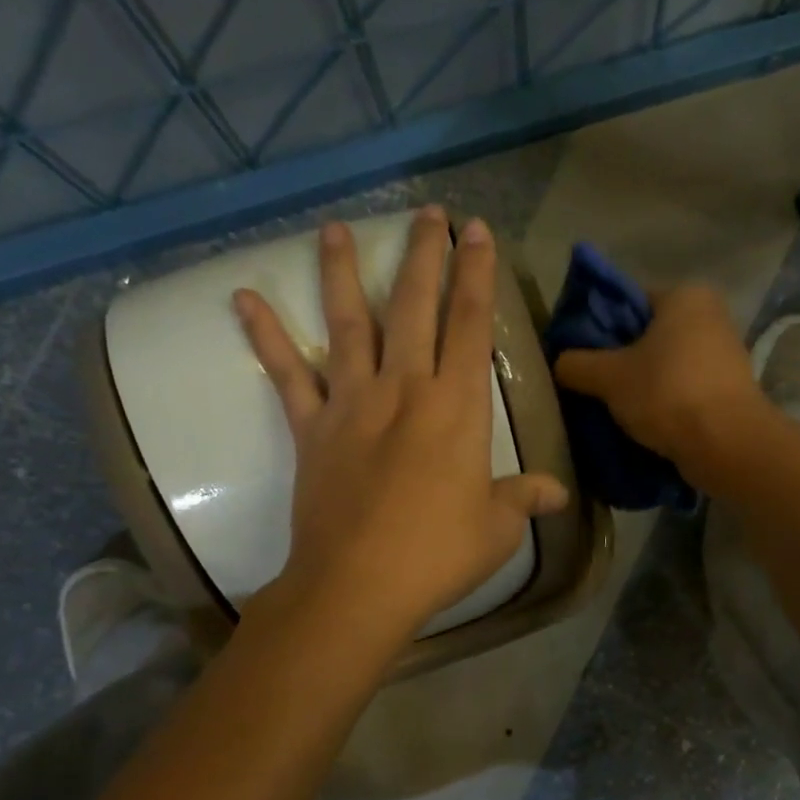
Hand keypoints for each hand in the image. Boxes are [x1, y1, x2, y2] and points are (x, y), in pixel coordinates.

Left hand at [235, 208, 568, 638]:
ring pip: (350, 324)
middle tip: (427, 214)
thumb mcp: (496, 528)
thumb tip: (557, 493)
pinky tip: (243, 298)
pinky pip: (287, 374)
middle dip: (425, 256)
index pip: (472, 326)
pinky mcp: (312, 428)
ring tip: (337, 229)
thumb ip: (525, 498)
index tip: (476, 232)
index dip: (477, 275)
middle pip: (416, 308)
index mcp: (457, 408)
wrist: (358, 585)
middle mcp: (405, 389)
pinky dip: (265, 336)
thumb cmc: (438, 555)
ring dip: (345, 273)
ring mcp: (353, 403)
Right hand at [553, 285, 769, 486]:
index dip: (600, 328)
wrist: (727, 446)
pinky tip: (643, 424)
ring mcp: (725, 354)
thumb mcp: (608, 377)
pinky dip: (664, 403)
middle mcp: (711, 316)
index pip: (629, 302)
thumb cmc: (667, 394)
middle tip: (592, 386)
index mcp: (685, 295)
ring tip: (614, 410)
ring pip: (666, 366)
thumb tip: (560, 363)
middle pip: (649, 336)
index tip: (580, 356)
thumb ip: (577, 364)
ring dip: (642, 386)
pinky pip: (684, 390)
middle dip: (621, 361)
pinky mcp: (730, 390)